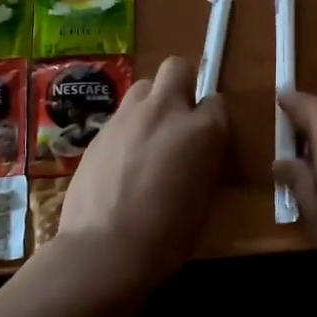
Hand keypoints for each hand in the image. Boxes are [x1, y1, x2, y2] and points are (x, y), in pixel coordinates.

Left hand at [50, 55, 228, 291]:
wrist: (104, 249)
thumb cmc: (166, 236)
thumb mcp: (203, 198)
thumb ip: (204, 160)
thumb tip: (198, 151)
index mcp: (202, 130)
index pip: (217, 102)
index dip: (212, 117)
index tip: (207, 136)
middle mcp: (165, 111)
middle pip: (176, 68)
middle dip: (182, 83)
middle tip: (179, 116)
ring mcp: (128, 116)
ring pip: (143, 86)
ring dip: (151, 102)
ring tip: (148, 134)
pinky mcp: (99, 130)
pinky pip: (121, 114)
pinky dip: (128, 127)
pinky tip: (122, 157)